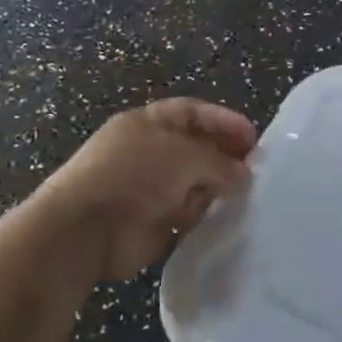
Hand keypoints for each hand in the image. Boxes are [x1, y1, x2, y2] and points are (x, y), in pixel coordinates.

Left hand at [31, 98, 255, 284]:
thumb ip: (219, 161)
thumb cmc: (134, 174)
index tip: (253, 137)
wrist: (86, 229)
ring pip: (194, 182)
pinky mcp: (152, 221)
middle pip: (195, 148)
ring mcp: (149, 187)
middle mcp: (149, 151)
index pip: (192, 113)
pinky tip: (225, 218)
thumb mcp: (184, 155)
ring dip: (217, 187)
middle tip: (255, 168)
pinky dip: (204, 215)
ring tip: (246, 194)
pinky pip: (187, 213)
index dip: (223, 121)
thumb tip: (243, 174)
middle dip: (225, 155)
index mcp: (148, 122)